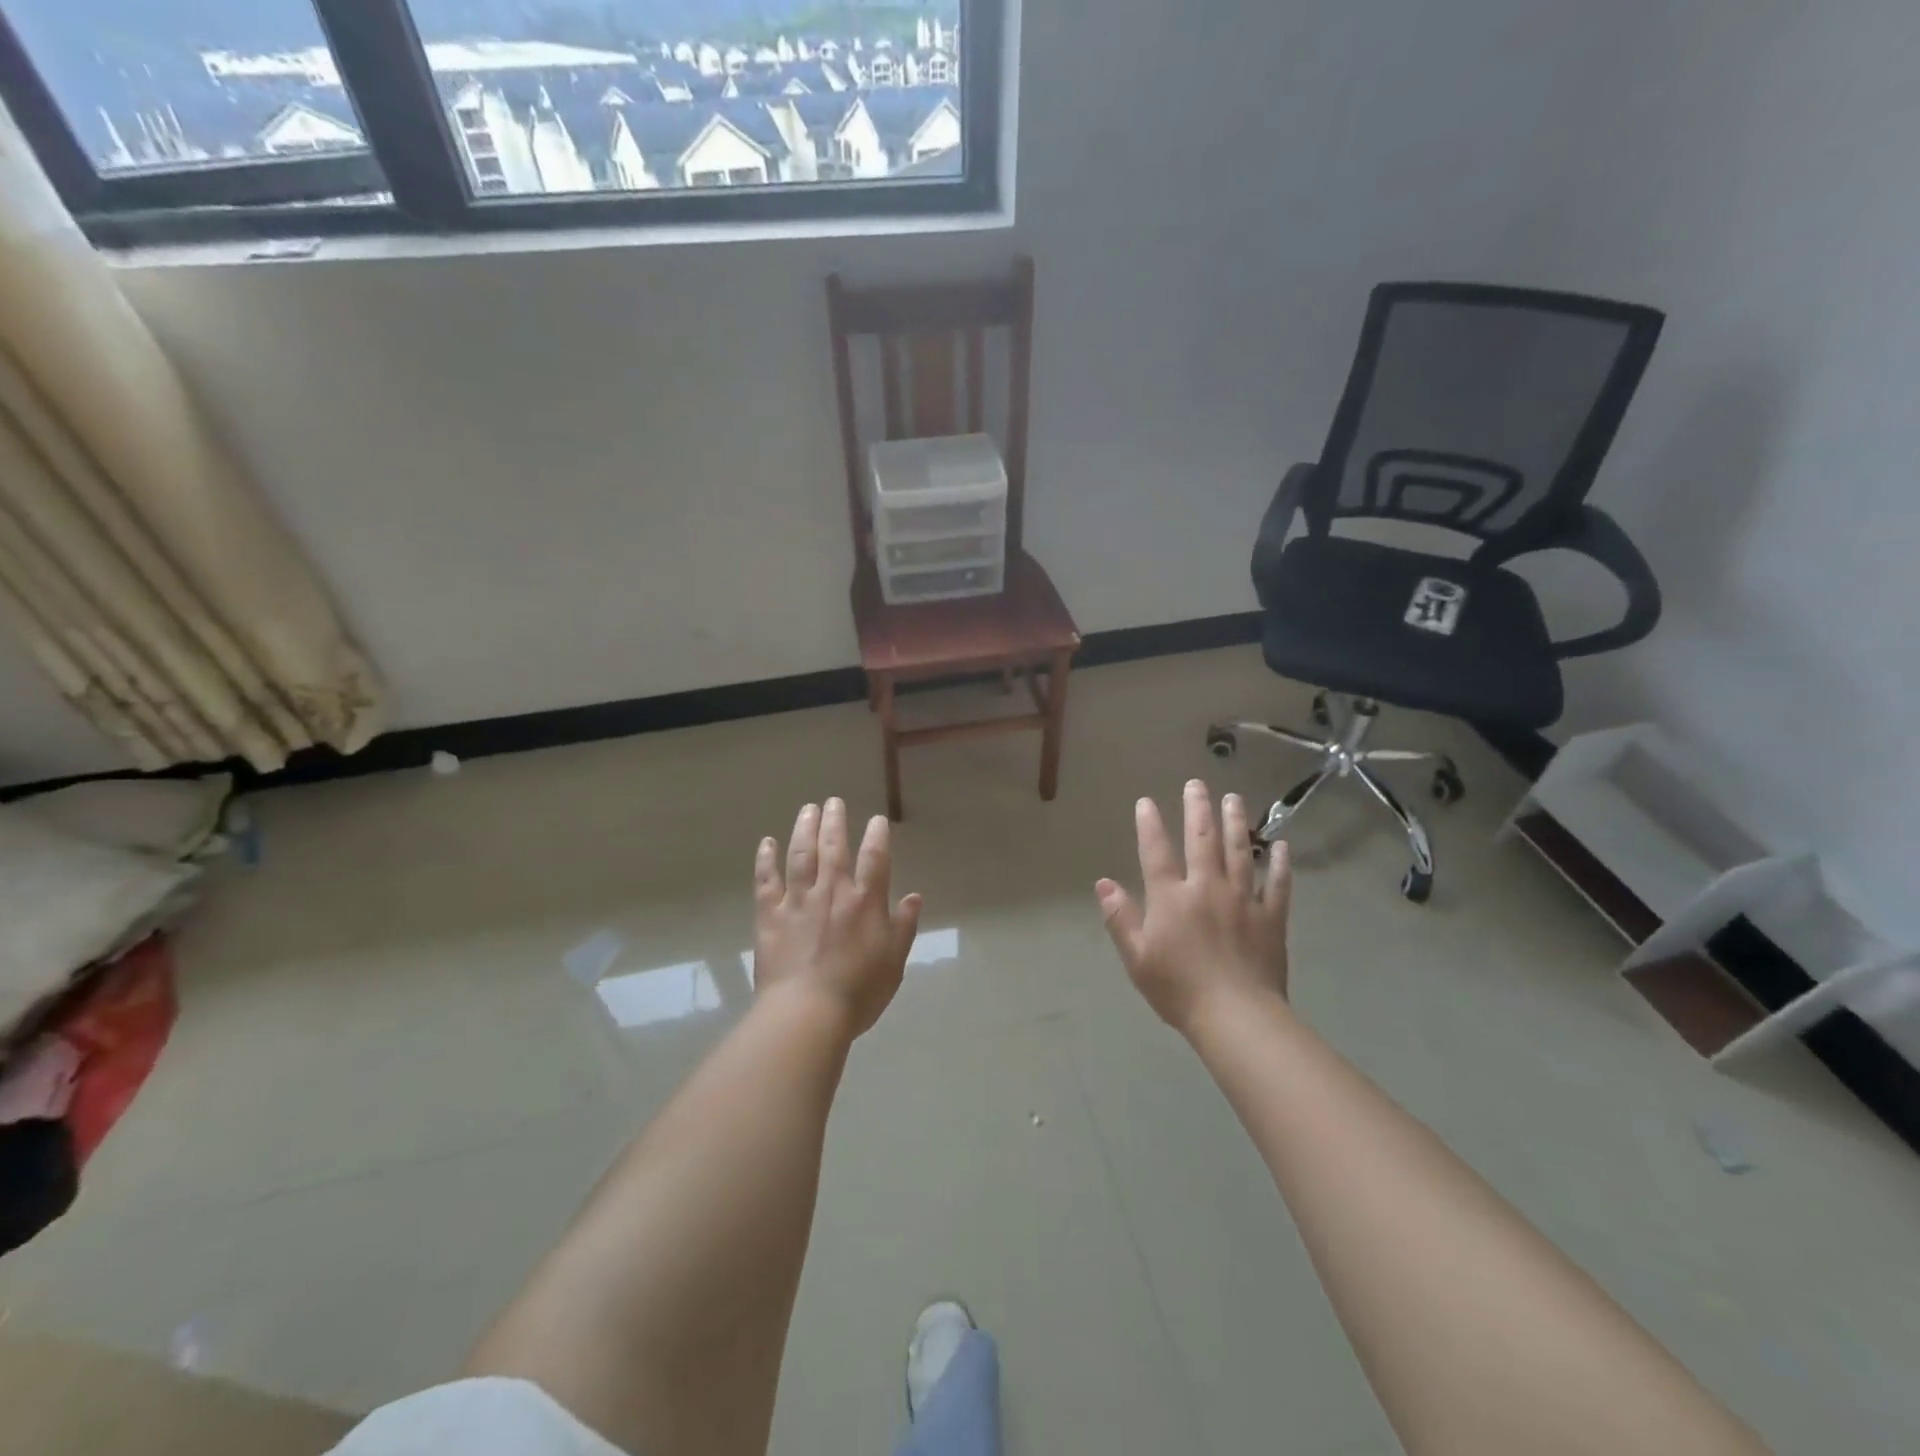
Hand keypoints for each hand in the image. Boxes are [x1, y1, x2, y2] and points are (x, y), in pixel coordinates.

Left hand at [753, 798, 922, 1037]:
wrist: (806, 1013)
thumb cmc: (858, 992)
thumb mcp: (894, 962)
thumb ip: (903, 926)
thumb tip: (914, 897)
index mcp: (865, 902)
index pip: (875, 859)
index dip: (877, 836)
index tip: (877, 820)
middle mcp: (832, 892)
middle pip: (834, 847)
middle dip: (835, 821)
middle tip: (834, 801)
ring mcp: (798, 901)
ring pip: (801, 855)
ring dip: (804, 829)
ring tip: (808, 809)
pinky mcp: (770, 916)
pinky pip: (766, 881)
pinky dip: (766, 859)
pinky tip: (767, 843)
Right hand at [1095, 780, 1292, 1036]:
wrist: (1236, 1016)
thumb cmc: (1178, 989)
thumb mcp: (1137, 957)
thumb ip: (1120, 918)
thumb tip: (1102, 883)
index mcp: (1171, 898)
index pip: (1156, 852)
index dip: (1149, 825)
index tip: (1146, 801)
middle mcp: (1207, 888)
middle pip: (1202, 840)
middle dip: (1198, 809)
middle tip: (1197, 783)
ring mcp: (1243, 900)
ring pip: (1240, 852)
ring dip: (1236, 822)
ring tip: (1234, 798)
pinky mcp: (1271, 917)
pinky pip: (1278, 884)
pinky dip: (1280, 864)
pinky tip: (1281, 845)